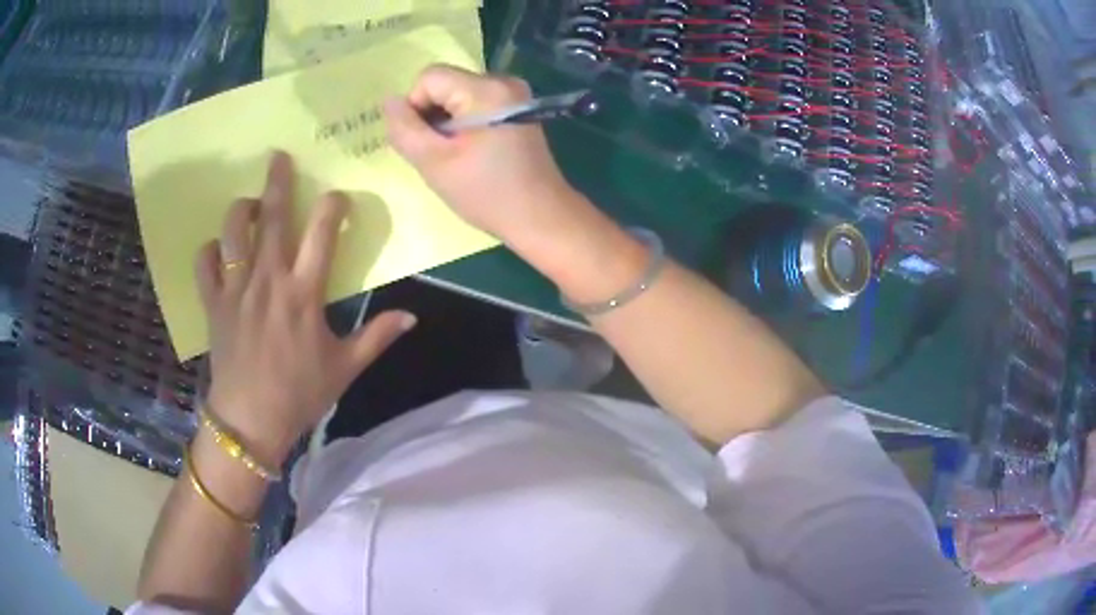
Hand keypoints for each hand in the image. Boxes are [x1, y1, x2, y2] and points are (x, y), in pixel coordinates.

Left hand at [194, 152, 416, 464]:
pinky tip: (218, 249)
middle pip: (271, 217)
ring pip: (233, 231)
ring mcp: (236, 289)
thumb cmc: (300, 393)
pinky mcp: (213, 303)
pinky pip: (205, 264)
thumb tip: (412, 317)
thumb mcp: (345, 367)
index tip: (337, 197)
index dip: (332, 206)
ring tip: (248, 204)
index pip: (323, 232)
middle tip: (279, 156)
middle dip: (277, 181)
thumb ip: (377, 336)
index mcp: (304, 292)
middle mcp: (268, 279)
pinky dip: (209, 250)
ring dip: (240, 209)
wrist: (251, 420)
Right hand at [384, 64, 582, 246]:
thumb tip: (389, 101)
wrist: (540, 216)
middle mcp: (504, 81)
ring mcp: (515, 94)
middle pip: (445, 83)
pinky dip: (464, 123)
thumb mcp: (434, 163)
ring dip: (446, 122)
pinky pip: (475, 104)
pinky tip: (471, 151)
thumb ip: (404, 129)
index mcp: (486, 89)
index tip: (426, 142)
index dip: (416, 107)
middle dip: (432, 115)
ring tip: (456, 156)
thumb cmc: (486, 193)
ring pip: (458, 94)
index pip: (429, 77)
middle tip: (440, 153)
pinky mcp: (518, 108)